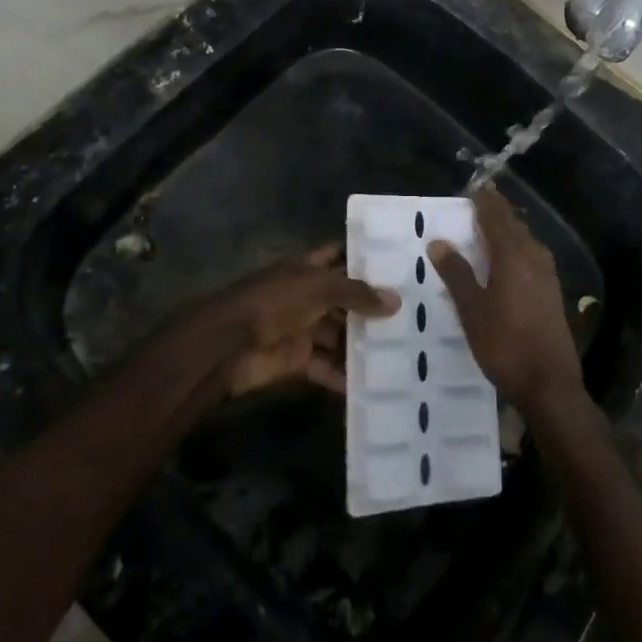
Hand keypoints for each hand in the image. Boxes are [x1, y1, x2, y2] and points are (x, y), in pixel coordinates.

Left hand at [213, 245, 399, 395]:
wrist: (229, 343)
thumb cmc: (275, 301)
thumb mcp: (319, 288)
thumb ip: (357, 294)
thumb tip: (396, 301)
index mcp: (308, 268)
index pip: (340, 256)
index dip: (365, 259)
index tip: (399, 266)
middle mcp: (306, 295)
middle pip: (344, 300)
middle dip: (371, 309)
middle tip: (412, 317)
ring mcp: (301, 327)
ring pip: (337, 335)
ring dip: (361, 345)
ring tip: (401, 354)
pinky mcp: (296, 359)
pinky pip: (325, 366)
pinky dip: (343, 376)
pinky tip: (371, 386)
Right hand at [428, 190, 585, 414]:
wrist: (550, 385)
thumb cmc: (505, 345)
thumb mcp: (472, 310)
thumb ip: (456, 273)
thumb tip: (438, 241)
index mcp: (513, 254)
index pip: (495, 215)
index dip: (482, 200)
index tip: (468, 189)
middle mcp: (534, 256)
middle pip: (512, 223)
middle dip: (493, 212)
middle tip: (472, 205)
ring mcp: (547, 274)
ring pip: (523, 239)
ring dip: (504, 229)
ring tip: (482, 228)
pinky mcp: (551, 290)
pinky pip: (529, 255)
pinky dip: (514, 247)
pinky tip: (502, 260)